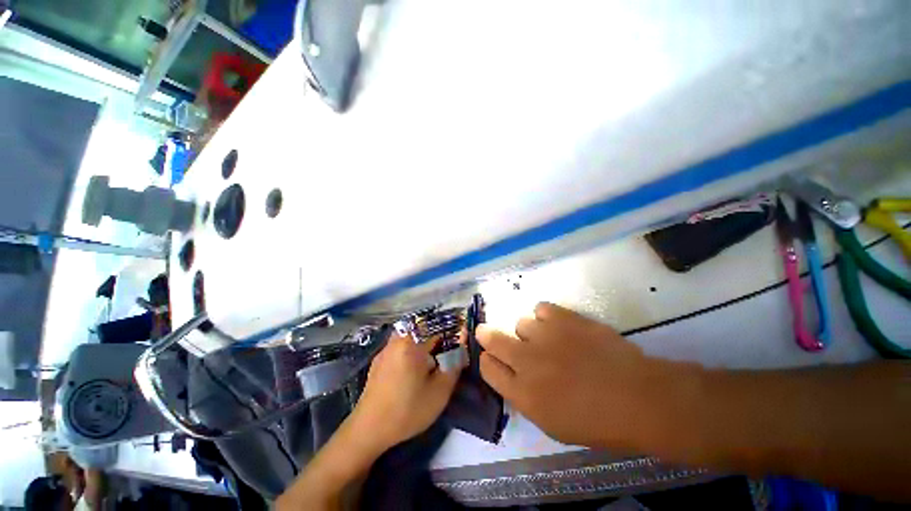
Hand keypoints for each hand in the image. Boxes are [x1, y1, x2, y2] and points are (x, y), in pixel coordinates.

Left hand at [349, 333, 462, 451]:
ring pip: (412, 335)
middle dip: (438, 335)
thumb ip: (454, 364)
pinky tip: (415, 367)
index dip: (451, 330)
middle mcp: (397, 339)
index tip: (460, 338)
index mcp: (411, 342)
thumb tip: (462, 345)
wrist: (368, 430)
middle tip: (448, 351)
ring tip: (434, 358)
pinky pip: (401, 344)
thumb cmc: (407, 410)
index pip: (437, 325)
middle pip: (423, 327)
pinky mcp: (379, 359)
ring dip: (425, 341)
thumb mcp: (439, 392)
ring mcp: (386, 348)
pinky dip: (412, 348)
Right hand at [478, 302, 683, 449]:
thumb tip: (511, 375)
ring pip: (520, 323)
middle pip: (493, 340)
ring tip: (547, 339)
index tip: (490, 357)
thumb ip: (524, 397)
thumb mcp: (551, 424)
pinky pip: (540, 309)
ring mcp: (544, 336)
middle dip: (486, 335)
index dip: (487, 361)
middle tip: (484, 331)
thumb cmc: (596, 422)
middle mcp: (526, 361)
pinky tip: (557, 326)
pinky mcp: (563, 318)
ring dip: (528, 332)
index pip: (488, 369)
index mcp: (522, 393)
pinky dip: (545, 316)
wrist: (636, 397)